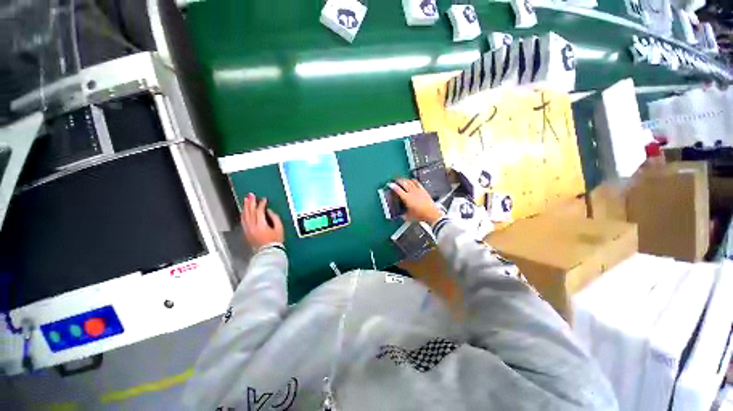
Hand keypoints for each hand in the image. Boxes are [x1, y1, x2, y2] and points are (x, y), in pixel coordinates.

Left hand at [241, 193, 283, 249]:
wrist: (268, 251)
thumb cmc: (275, 240)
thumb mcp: (279, 228)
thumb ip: (274, 218)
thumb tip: (268, 211)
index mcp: (261, 225)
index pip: (259, 211)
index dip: (261, 204)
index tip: (264, 200)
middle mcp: (252, 226)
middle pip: (250, 212)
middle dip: (251, 202)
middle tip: (251, 195)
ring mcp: (248, 230)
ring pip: (245, 215)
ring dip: (245, 206)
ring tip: (246, 199)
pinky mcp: (246, 232)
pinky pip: (243, 221)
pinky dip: (243, 214)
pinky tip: (244, 210)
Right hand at [389, 178, 443, 224]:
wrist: (431, 214)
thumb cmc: (420, 215)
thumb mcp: (409, 217)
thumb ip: (403, 215)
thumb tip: (401, 215)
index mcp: (406, 198)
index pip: (398, 190)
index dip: (393, 186)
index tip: (390, 184)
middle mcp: (412, 192)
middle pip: (404, 183)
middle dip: (399, 180)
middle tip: (396, 180)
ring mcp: (418, 190)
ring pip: (410, 182)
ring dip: (405, 180)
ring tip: (403, 179)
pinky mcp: (423, 190)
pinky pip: (417, 183)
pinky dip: (413, 180)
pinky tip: (412, 180)